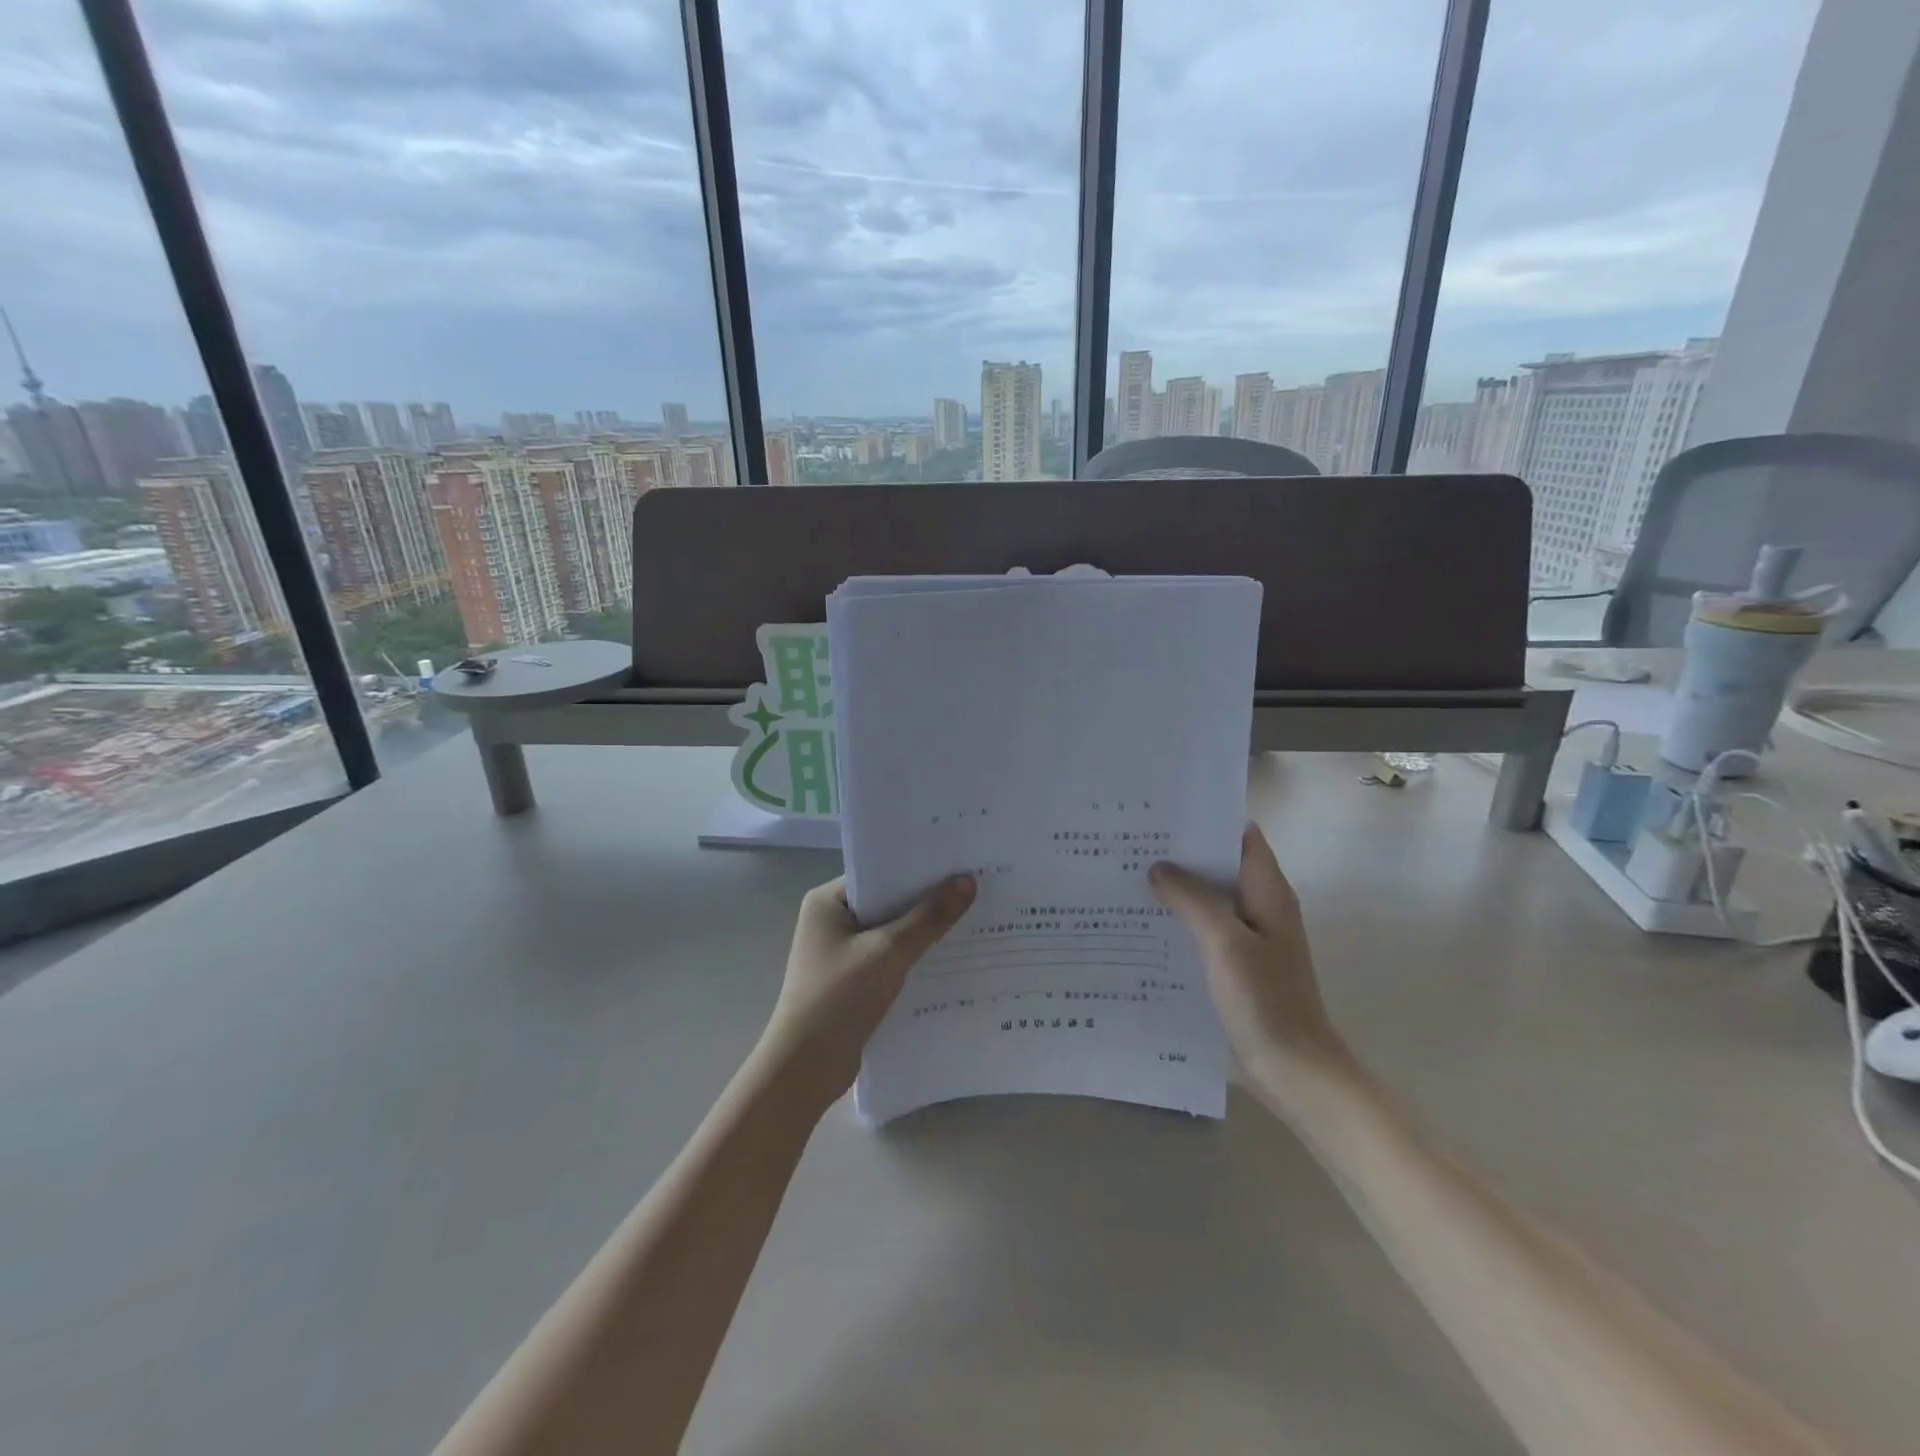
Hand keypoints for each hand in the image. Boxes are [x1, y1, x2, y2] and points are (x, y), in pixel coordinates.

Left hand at [759, 874, 976, 1108]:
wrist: (805, 1070)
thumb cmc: (839, 998)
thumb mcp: (888, 952)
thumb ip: (929, 917)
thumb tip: (967, 880)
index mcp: (827, 901)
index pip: (880, 872)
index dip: (919, 869)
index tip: (960, 863)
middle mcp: (832, 920)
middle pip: (889, 901)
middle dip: (928, 900)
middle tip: (976, 889)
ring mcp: (842, 952)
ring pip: (893, 932)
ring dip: (925, 931)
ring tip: (974, 920)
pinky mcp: (853, 981)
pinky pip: (891, 958)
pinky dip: (916, 957)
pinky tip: (952, 958)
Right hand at [1150, 824, 1350, 1105]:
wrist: (1295, 1069)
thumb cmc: (1265, 999)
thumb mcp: (1224, 942)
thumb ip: (1191, 900)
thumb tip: (1158, 867)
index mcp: (1267, 891)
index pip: (1240, 836)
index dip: (1207, 820)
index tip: (1163, 814)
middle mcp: (1261, 906)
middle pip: (1220, 865)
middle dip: (1182, 854)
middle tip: (1133, 843)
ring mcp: (1250, 937)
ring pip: (1210, 899)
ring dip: (1178, 889)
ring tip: (1129, 877)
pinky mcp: (1238, 964)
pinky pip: (1205, 929)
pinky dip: (1180, 921)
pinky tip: (1145, 924)